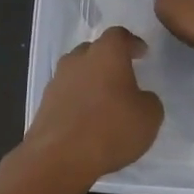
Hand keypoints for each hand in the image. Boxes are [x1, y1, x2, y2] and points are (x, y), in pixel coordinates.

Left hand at [15, 26, 163, 193]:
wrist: (59, 157)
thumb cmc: (111, 129)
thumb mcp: (149, 116)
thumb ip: (148, 100)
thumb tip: (140, 98)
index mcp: (106, 53)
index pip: (119, 35)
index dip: (131, 43)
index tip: (141, 53)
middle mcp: (78, 59)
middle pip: (94, 50)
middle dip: (108, 60)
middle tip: (122, 76)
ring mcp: (57, 80)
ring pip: (77, 71)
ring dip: (90, 80)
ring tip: (103, 100)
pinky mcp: (44, 103)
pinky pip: (66, 93)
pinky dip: (77, 100)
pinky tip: (86, 118)